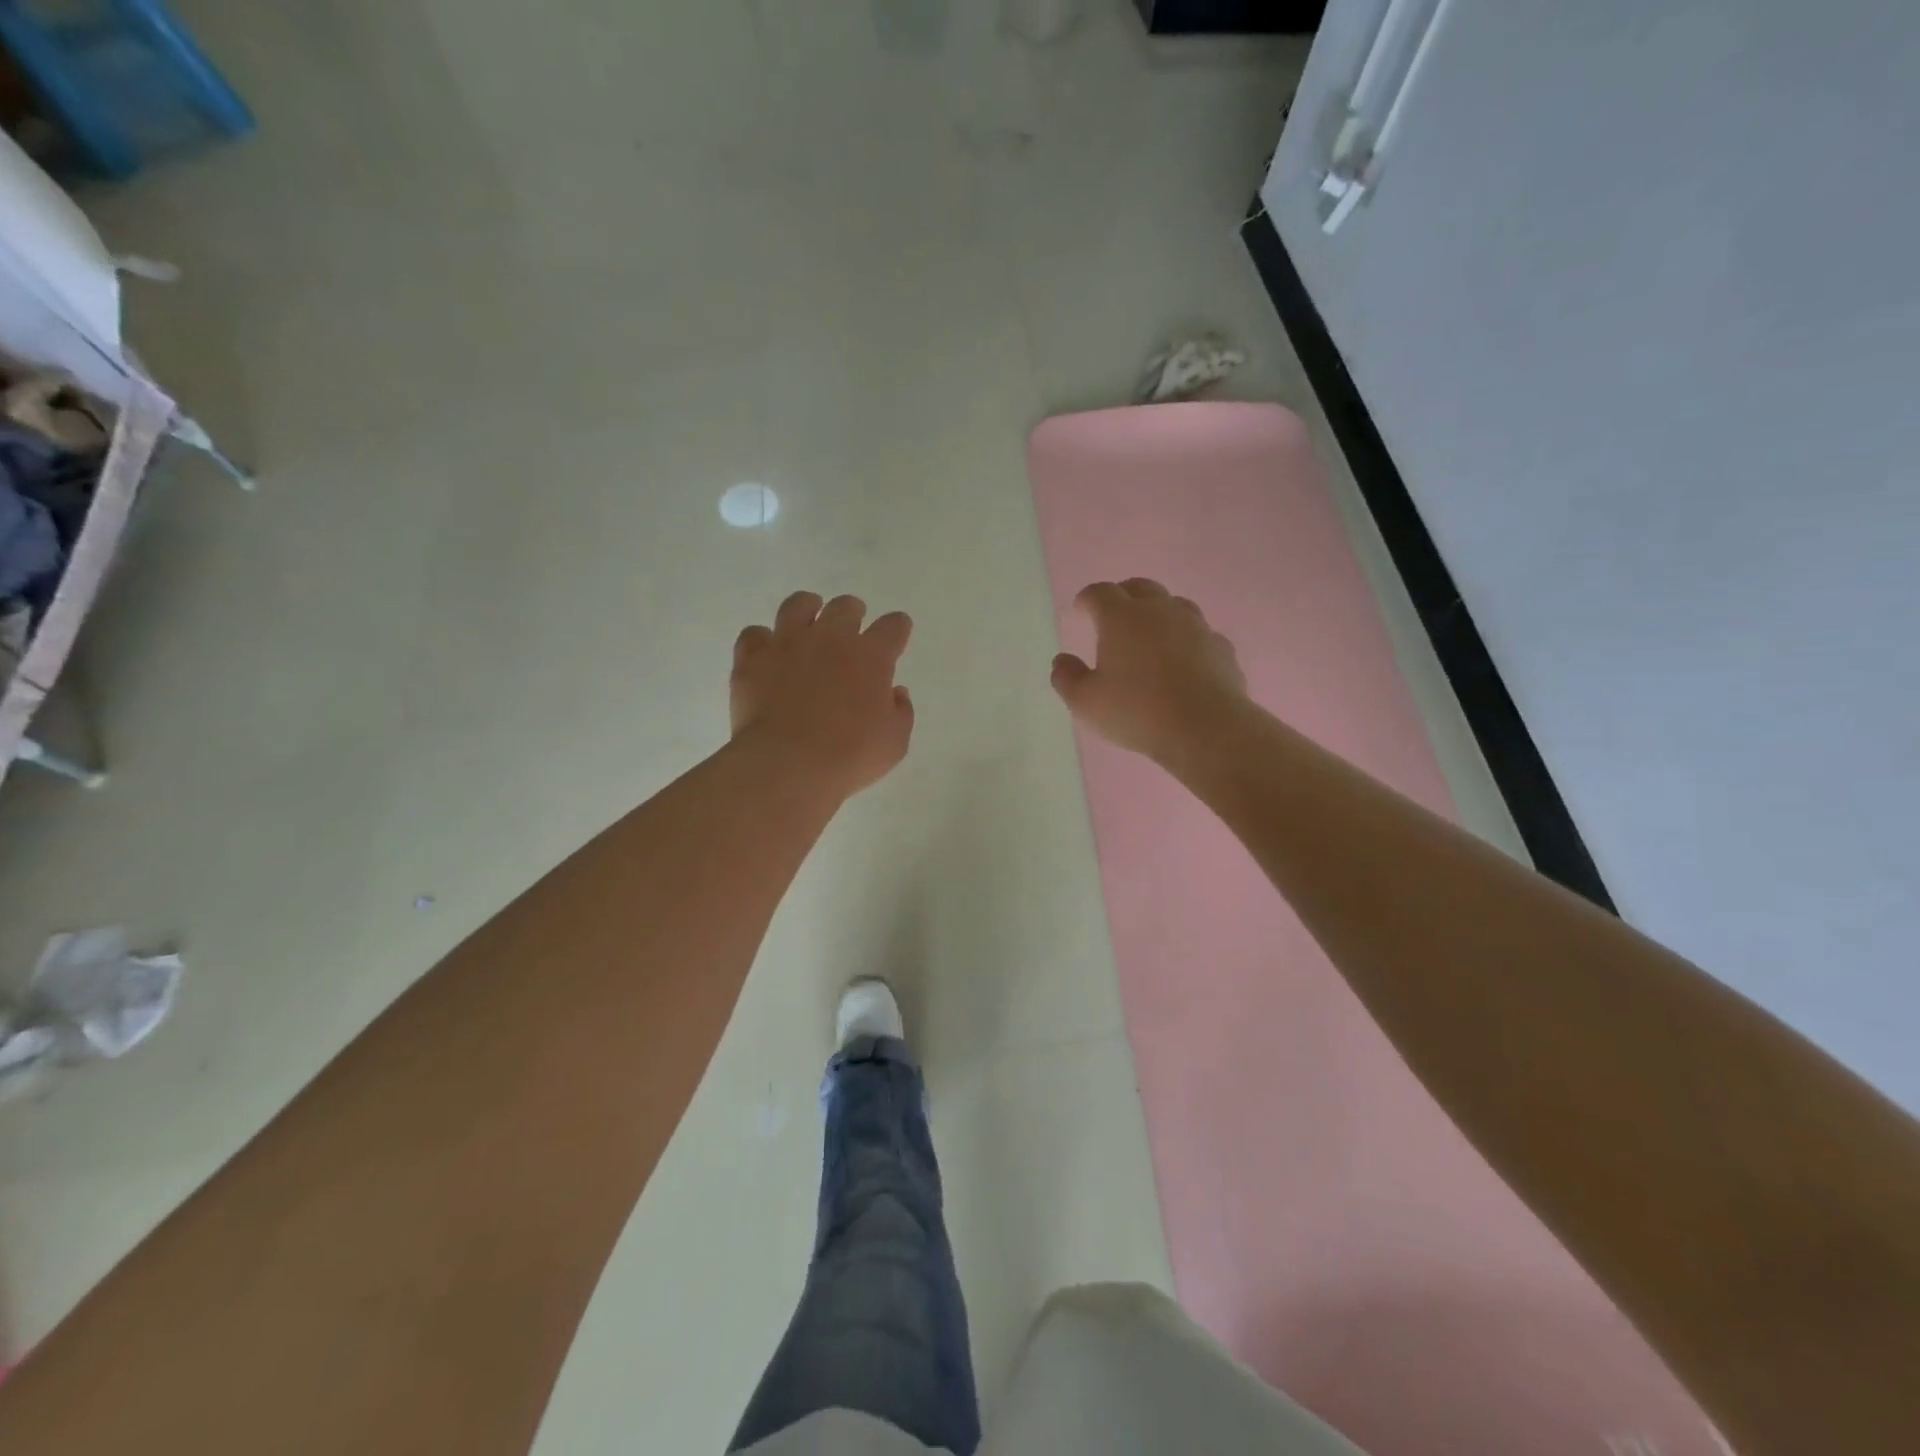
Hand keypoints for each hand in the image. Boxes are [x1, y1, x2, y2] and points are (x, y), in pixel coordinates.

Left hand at [732, 592, 914, 798]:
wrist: (788, 765)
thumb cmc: (850, 756)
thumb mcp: (894, 743)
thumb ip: (900, 712)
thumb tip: (895, 692)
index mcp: (871, 657)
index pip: (893, 626)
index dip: (898, 628)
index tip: (897, 634)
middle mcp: (831, 638)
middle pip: (845, 607)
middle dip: (853, 613)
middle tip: (852, 627)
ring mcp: (788, 644)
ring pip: (797, 605)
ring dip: (807, 608)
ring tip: (808, 617)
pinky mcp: (752, 659)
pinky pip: (754, 634)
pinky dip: (762, 640)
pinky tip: (767, 651)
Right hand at [1051, 578, 1249, 763]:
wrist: (1206, 727)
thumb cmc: (1137, 711)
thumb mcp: (1086, 703)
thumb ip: (1067, 678)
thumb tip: (1062, 661)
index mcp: (1121, 618)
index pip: (1100, 593)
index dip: (1087, 599)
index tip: (1080, 611)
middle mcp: (1159, 611)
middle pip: (1140, 587)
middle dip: (1123, 596)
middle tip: (1113, 616)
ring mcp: (1195, 626)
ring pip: (1174, 605)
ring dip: (1158, 613)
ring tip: (1150, 635)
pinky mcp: (1221, 647)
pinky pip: (1199, 634)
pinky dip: (1186, 640)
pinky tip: (1183, 661)